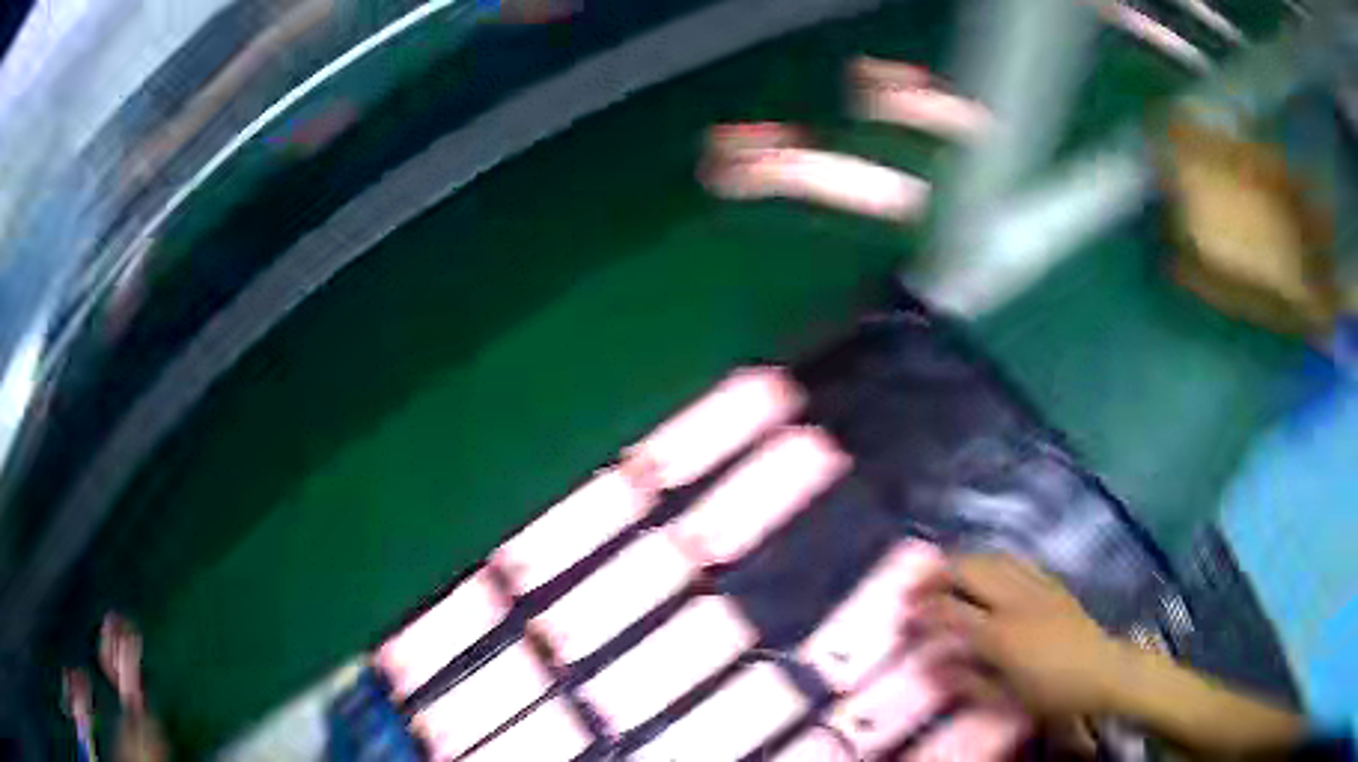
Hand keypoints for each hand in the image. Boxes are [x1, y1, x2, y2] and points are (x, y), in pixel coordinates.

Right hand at [919, 554, 1125, 717]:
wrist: (1100, 670)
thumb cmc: (1050, 691)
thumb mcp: (1005, 698)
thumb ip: (966, 681)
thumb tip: (932, 666)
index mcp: (1001, 634)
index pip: (952, 611)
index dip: (925, 610)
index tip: (907, 615)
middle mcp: (1015, 600)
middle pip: (970, 570)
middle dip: (937, 574)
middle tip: (916, 586)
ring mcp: (1036, 585)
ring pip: (992, 558)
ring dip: (963, 562)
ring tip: (944, 575)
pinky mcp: (1051, 581)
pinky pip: (1015, 560)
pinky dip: (991, 561)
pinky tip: (985, 571)